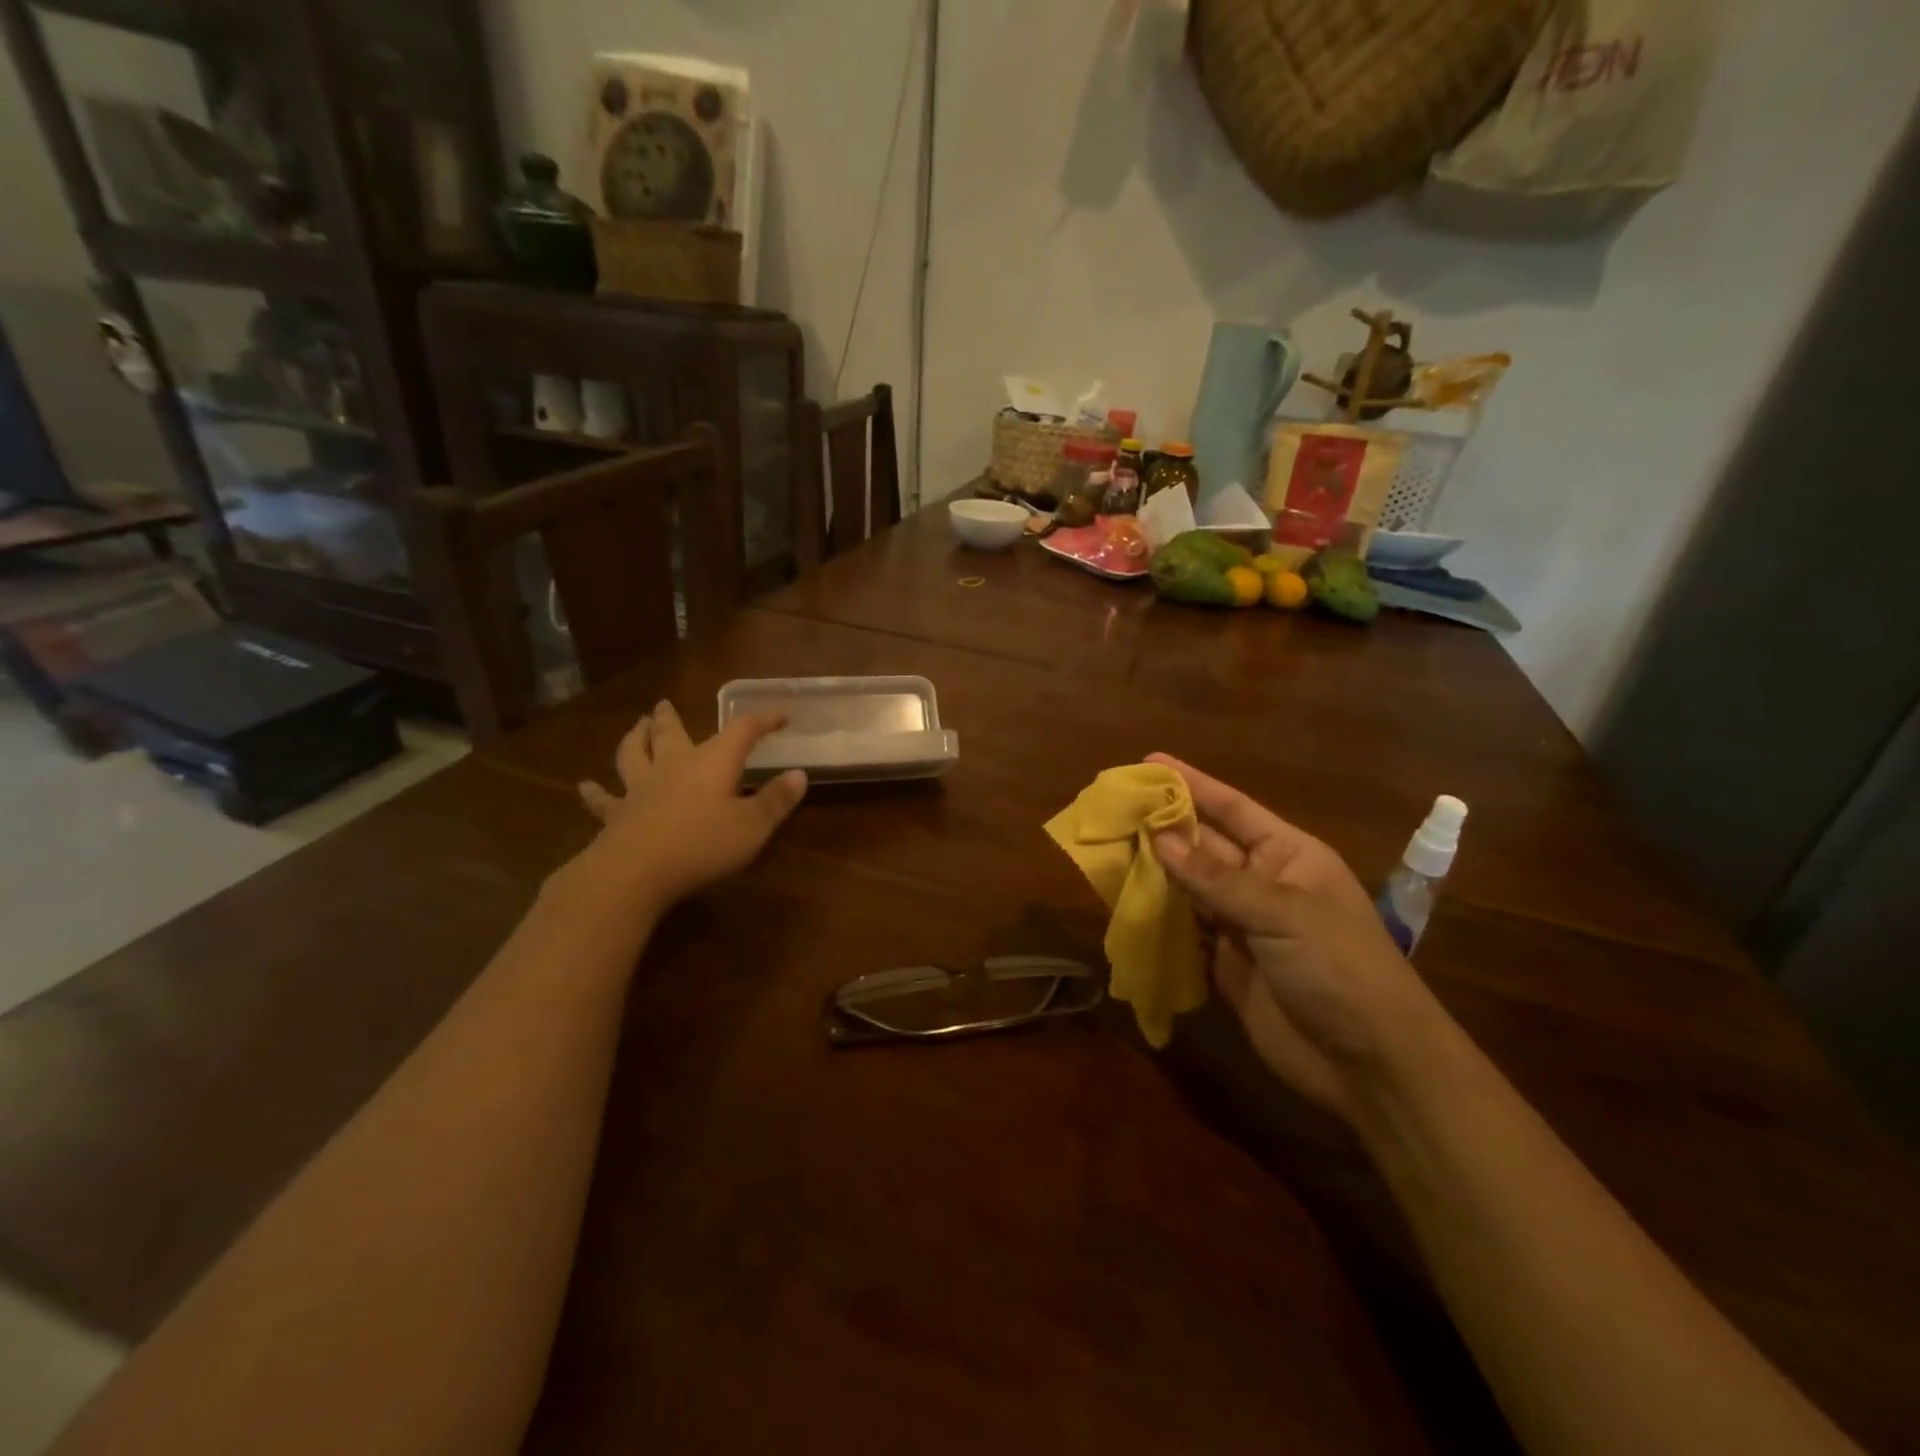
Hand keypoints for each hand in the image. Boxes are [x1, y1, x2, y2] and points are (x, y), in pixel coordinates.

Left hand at [569, 701, 806, 912]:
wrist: (636, 871)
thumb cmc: (703, 844)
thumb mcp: (753, 826)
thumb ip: (776, 800)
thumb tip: (799, 774)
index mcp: (713, 762)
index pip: (742, 730)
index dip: (763, 720)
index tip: (780, 715)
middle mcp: (674, 766)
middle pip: (672, 733)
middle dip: (672, 718)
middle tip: (664, 704)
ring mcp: (640, 788)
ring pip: (634, 754)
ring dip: (634, 738)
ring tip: (636, 726)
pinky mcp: (616, 814)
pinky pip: (603, 799)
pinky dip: (594, 791)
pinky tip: (584, 786)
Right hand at [1146, 754, 1434, 1119]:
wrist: (1370, 1064)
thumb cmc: (1339, 969)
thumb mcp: (1282, 914)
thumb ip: (1216, 878)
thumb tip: (1158, 838)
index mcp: (1289, 856)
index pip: (1233, 808)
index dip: (1192, 784)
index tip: (1148, 763)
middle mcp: (1264, 883)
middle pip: (1205, 846)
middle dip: (1163, 827)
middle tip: (1113, 808)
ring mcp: (1244, 926)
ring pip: (1190, 888)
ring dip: (1154, 871)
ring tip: (1108, 848)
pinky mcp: (1227, 965)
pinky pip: (1186, 932)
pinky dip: (1159, 919)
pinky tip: (1124, 904)